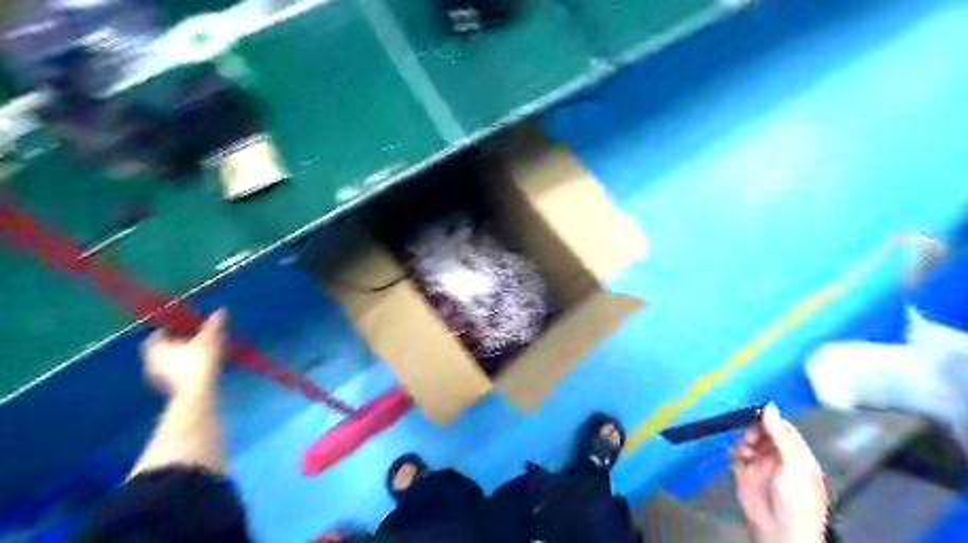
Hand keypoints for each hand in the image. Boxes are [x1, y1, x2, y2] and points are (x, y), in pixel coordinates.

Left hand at [139, 310, 226, 399]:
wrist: (197, 392)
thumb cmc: (199, 362)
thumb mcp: (209, 339)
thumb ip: (214, 325)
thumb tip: (222, 310)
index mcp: (155, 348)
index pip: (157, 334)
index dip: (171, 328)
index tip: (186, 326)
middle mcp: (151, 362)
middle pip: (162, 348)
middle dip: (177, 342)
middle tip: (194, 337)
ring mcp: (157, 377)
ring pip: (168, 361)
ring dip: (181, 356)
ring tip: (200, 352)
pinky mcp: (168, 388)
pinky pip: (174, 372)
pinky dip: (184, 368)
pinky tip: (200, 366)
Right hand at [735, 402, 831, 542]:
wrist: (779, 531)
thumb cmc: (795, 498)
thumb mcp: (794, 464)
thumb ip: (780, 435)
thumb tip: (770, 405)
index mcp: (796, 454)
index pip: (783, 428)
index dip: (770, 420)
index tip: (756, 413)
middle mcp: (777, 456)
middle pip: (762, 432)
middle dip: (752, 430)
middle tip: (749, 437)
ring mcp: (759, 464)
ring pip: (746, 441)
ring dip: (742, 442)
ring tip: (744, 452)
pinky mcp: (743, 472)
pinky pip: (735, 454)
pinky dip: (733, 452)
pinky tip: (737, 458)